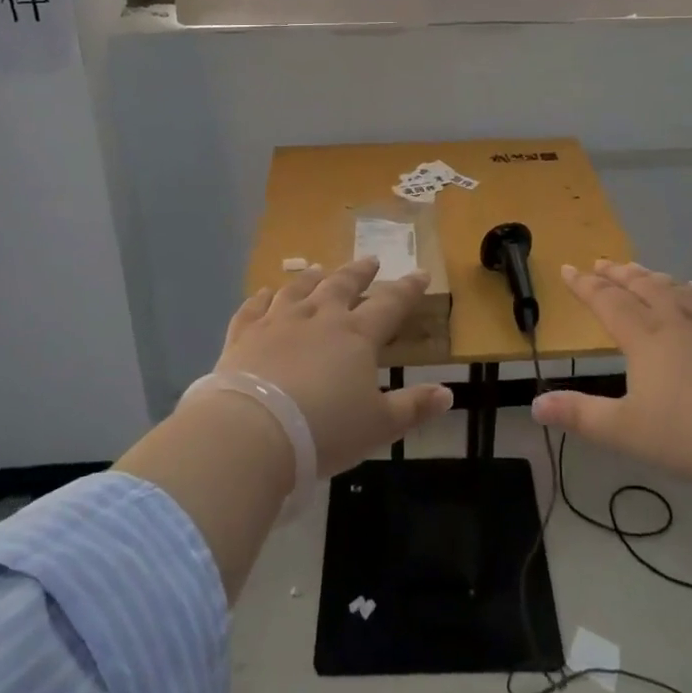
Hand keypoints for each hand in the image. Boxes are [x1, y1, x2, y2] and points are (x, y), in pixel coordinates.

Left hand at [212, 257, 453, 476]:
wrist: (253, 431)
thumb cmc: (324, 430)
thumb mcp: (379, 426)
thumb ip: (413, 407)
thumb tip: (448, 393)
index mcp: (356, 336)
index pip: (389, 304)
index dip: (407, 289)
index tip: (420, 274)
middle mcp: (318, 318)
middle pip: (342, 286)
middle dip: (359, 273)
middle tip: (370, 260)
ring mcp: (277, 323)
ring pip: (298, 290)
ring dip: (311, 279)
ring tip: (318, 269)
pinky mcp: (243, 336)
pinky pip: (253, 309)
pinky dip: (260, 298)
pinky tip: (263, 293)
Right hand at [530, 260, 691, 488]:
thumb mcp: (627, 431)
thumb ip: (581, 416)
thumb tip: (535, 405)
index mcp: (645, 338)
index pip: (608, 302)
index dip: (585, 285)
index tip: (568, 269)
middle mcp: (677, 322)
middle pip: (643, 287)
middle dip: (619, 274)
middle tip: (603, 261)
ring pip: (678, 290)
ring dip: (655, 277)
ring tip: (643, 270)